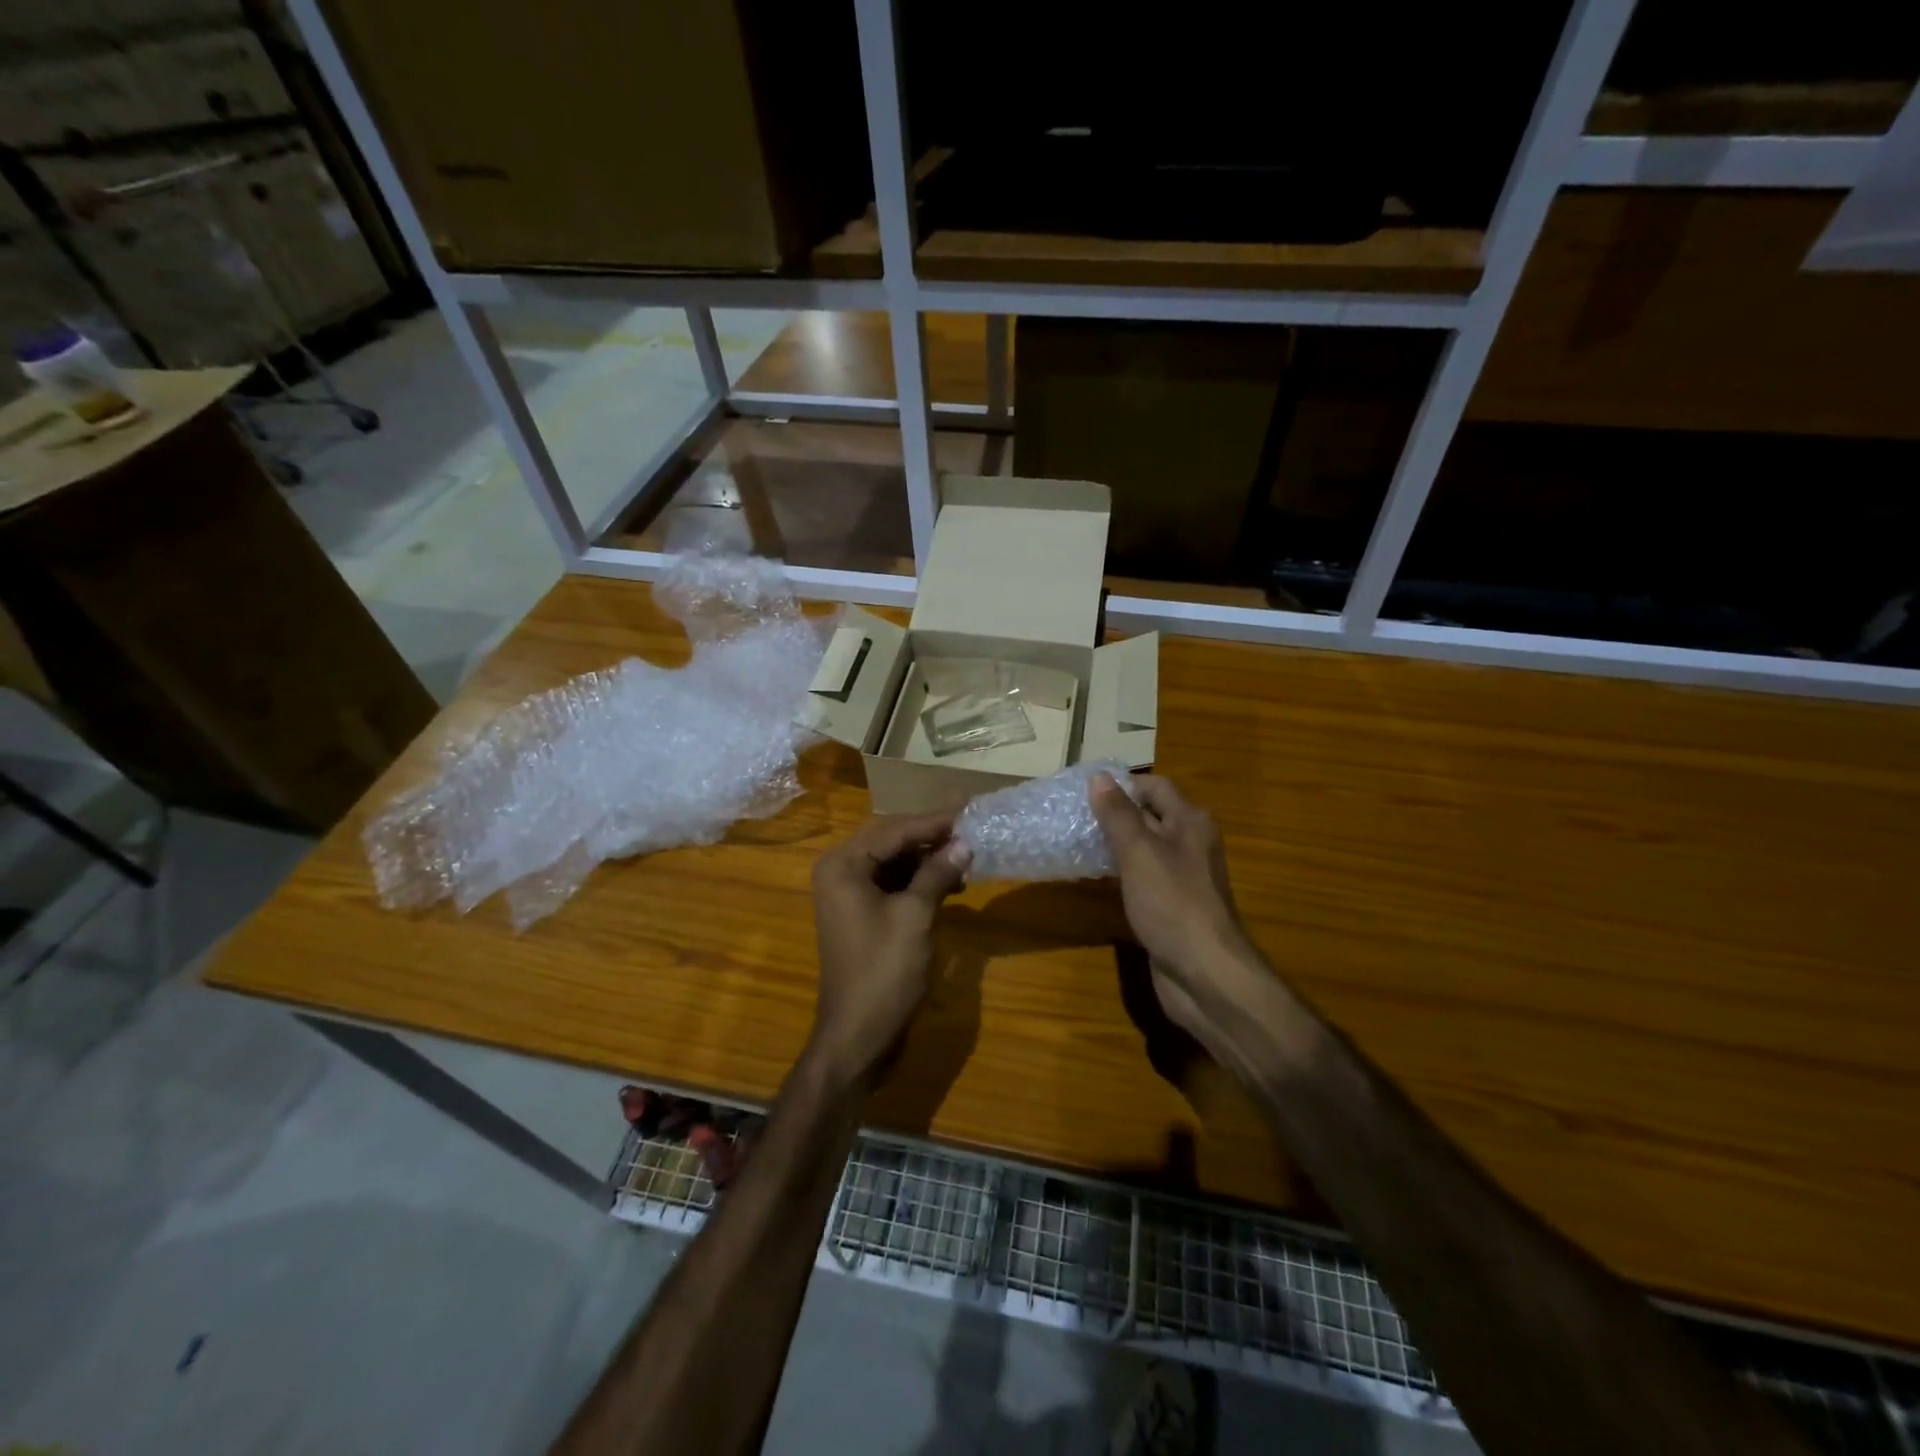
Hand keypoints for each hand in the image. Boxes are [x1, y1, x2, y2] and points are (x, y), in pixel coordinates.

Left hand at [807, 811, 971, 1090]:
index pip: (894, 830)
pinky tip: (950, 883)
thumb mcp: (916, 917)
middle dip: (931, 836)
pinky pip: (893, 884)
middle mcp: (840, 872)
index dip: (934, 821)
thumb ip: (938, 873)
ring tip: (967, 856)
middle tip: (971, 826)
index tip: (970, 808)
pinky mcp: (862, 915)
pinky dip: (920, 881)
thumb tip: (964, 842)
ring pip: (894, 862)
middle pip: (892, 840)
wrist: (857, 1036)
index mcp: (843, 865)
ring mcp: (849, 895)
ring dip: (928, 859)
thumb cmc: (884, 973)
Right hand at [1090, 774, 1264, 1050]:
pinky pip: (1140, 877)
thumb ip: (1118, 815)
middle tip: (1070, 814)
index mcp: (1190, 822)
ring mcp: (1180, 877)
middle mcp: (1189, 843)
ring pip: (1142, 848)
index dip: (1121, 784)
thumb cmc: (1173, 904)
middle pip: (1148, 815)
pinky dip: (1118, 871)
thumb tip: (1099, 777)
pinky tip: (1091, 876)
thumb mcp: (1140, 852)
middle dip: (1112, 813)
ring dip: (1112, 843)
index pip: (1154, 786)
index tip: (1082, 790)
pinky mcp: (1169, 905)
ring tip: (1073, 839)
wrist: (1206, 975)